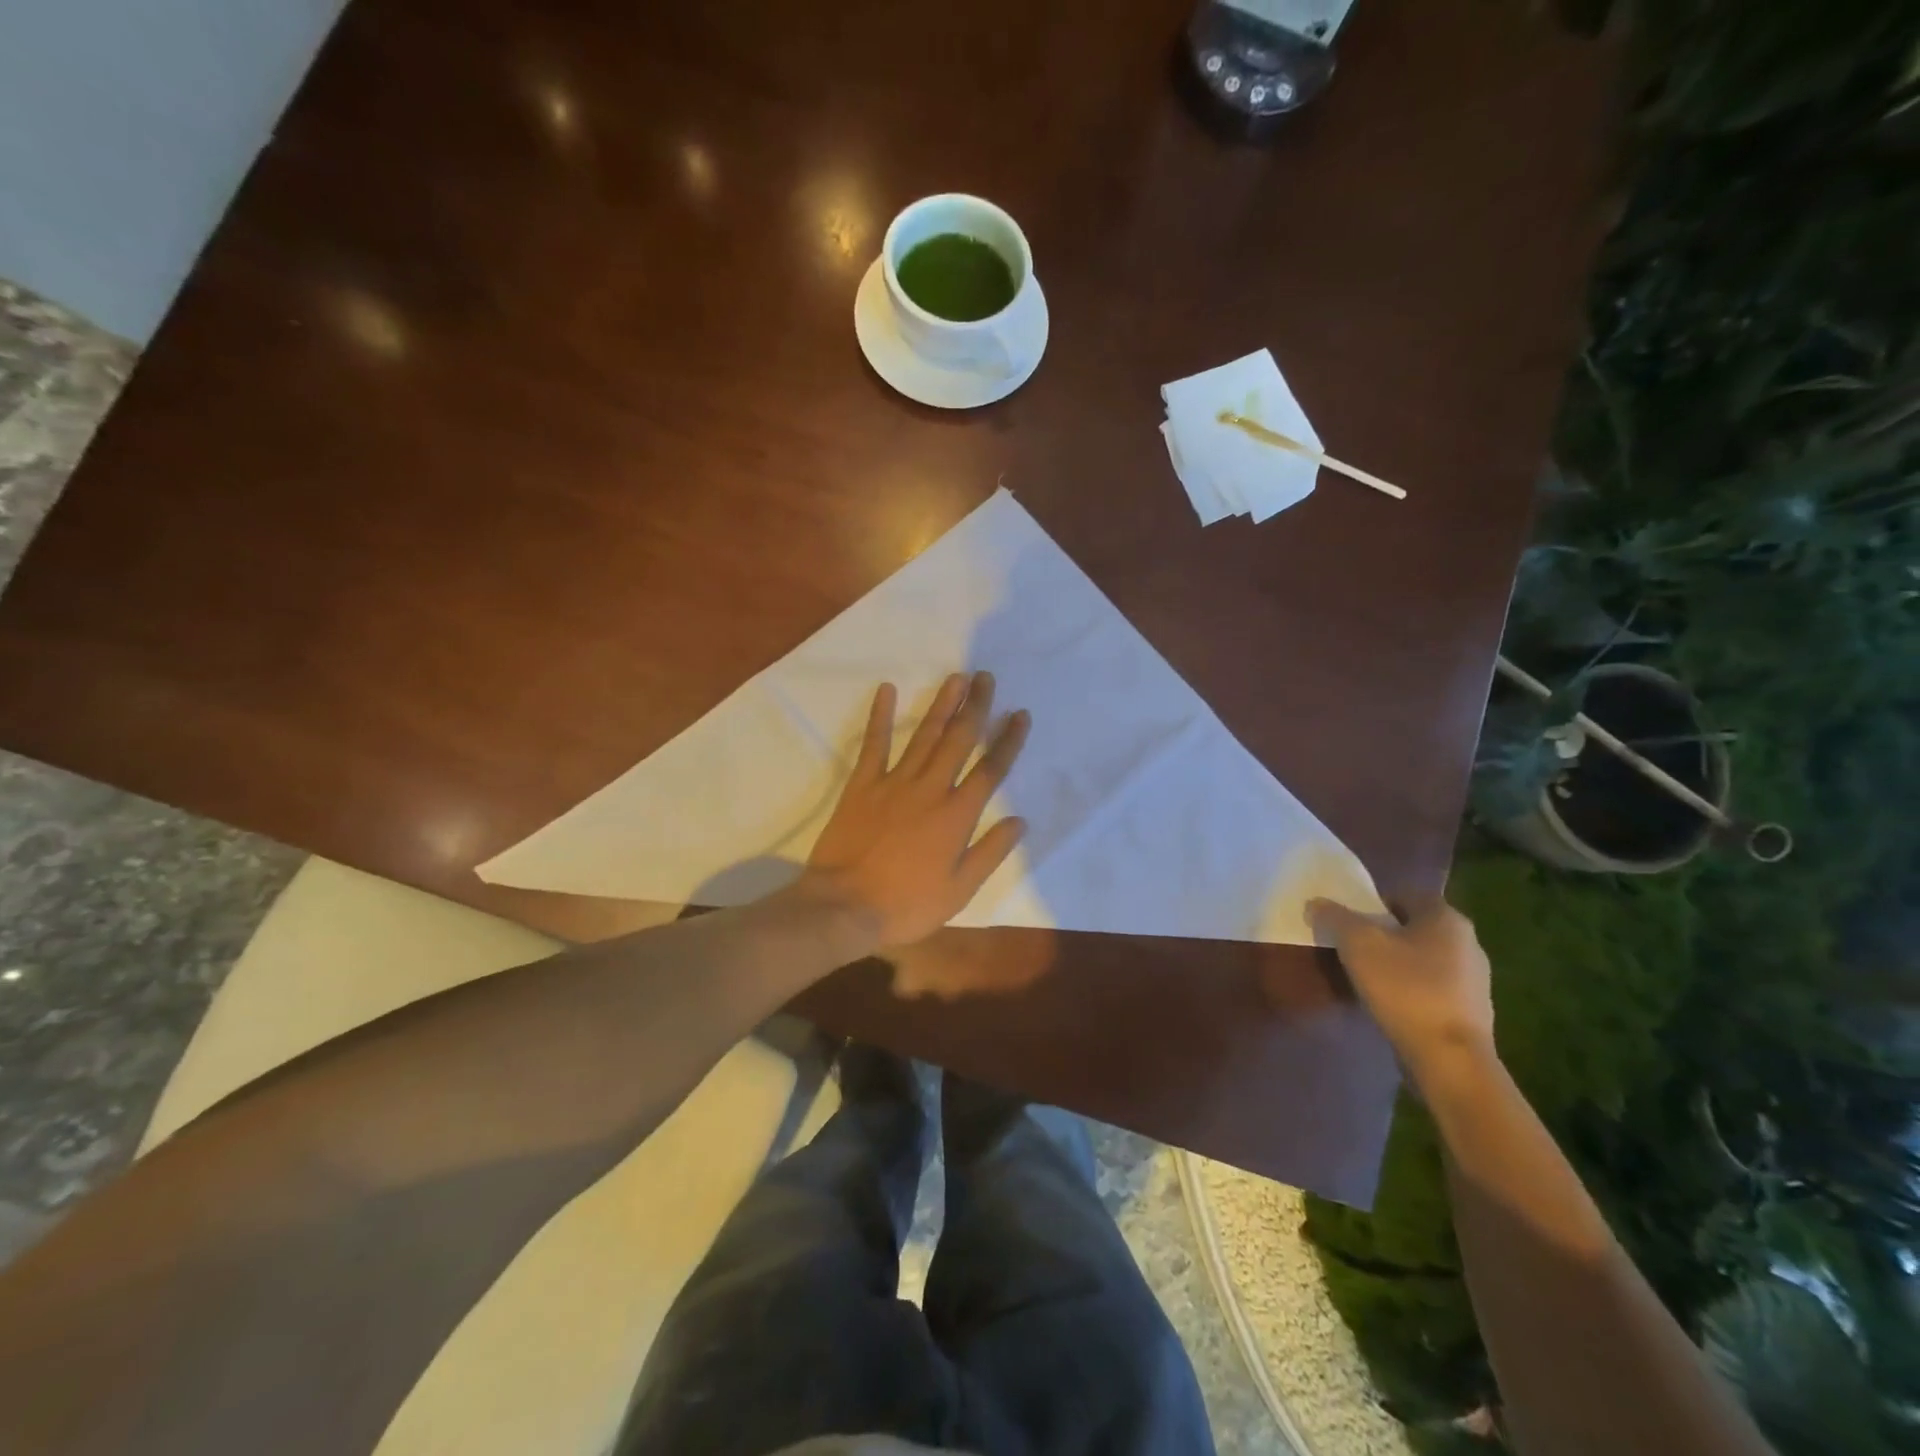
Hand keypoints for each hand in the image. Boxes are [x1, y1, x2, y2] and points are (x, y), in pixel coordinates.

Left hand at [802, 673, 1030, 951]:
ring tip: (956, 678)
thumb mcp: (959, 890)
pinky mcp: (862, 785)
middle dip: (975, 707)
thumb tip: (1019, 821)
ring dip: (941, 705)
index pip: (990, 770)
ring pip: (924, 735)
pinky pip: (874, 744)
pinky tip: (887, 690)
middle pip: (959, 740)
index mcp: (957, 815)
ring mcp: (894, 783)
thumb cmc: (907, 904)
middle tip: (985, 677)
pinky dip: (879, 716)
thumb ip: (990, 852)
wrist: (844, 906)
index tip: (1019, 714)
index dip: (1008, 740)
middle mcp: (930, 789)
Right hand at [1308, 898, 1495, 1087]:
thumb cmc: (1405, 989)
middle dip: (1384, 933)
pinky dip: (1411, 990)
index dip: (1373, 903)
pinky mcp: (1472, 1012)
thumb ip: (1335, 918)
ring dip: (1398, 963)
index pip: (1405, 894)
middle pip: (1415, 926)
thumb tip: (1317, 903)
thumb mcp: (1357, 944)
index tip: (1349, 921)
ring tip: (1368, 979)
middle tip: (1353, 947)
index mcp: (1446, 918)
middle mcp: (1468, 942)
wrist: (1450, 1059)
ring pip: (1425, 958)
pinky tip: (1391, 1005)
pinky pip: (1433, 987)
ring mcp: (1475, 980)